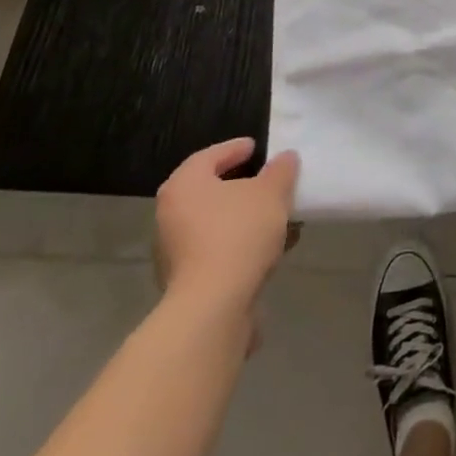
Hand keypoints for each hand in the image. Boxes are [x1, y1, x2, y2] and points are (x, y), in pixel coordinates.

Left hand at [154, 138, 299, 314]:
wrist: (213, 308)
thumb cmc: (238, 234)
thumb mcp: (271, 192)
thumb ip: (280, 171)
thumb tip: (285, 158)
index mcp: (184, 185)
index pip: (209, 156)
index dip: (235, 149)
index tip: (256, 148)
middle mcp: (170, 215)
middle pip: (210, 191)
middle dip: (242, 187)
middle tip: (267, 181)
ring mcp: (174, 252)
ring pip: (216, 224)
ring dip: (245, 219)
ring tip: (277, 218)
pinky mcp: (185, 283)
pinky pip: (217, 251)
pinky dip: (240, 245)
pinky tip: (269, 249)